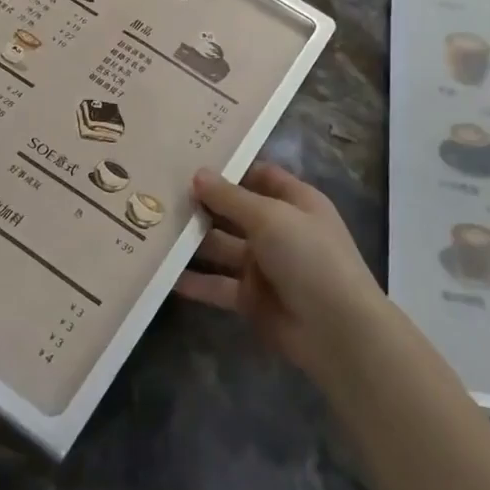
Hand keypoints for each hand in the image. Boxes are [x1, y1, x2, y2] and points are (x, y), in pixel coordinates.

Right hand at [176, 163, 390, 384]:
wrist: (337, 330)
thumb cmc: (310, 257)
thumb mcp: (270, 217)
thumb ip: (231, 198)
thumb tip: (198, 174)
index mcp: (295, 202)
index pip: (258, 175)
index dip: (229, 168)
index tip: (189, 159)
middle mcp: (279, 230)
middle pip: (234, 211)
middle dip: (202, 203)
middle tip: (157, 191)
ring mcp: (264, 266)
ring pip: (221, 247)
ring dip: (192, 240)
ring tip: (152, 227)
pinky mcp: (251, 298)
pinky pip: (217, 284)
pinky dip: (194, 281)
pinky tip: (161, 273)